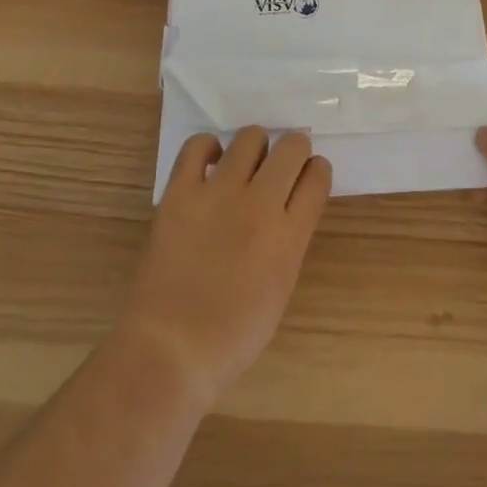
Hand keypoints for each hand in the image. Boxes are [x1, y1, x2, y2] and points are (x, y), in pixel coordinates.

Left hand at [119, 127, 331, 403]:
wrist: (169, 350)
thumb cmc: (231, 337)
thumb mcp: (280, 288)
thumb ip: (290, 240)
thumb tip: (287, 207)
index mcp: (289, 236)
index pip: (318, 177)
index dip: (316, 171)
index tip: (308, 176)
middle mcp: (260, 204)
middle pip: (292, 146)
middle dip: (293, 151)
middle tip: (280, 167)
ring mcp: (218, 194)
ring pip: (250, 136)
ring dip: (254, 148)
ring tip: (244, 166)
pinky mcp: (181, 192)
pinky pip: (198, 145)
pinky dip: (208, 148)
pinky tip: (210, 165)